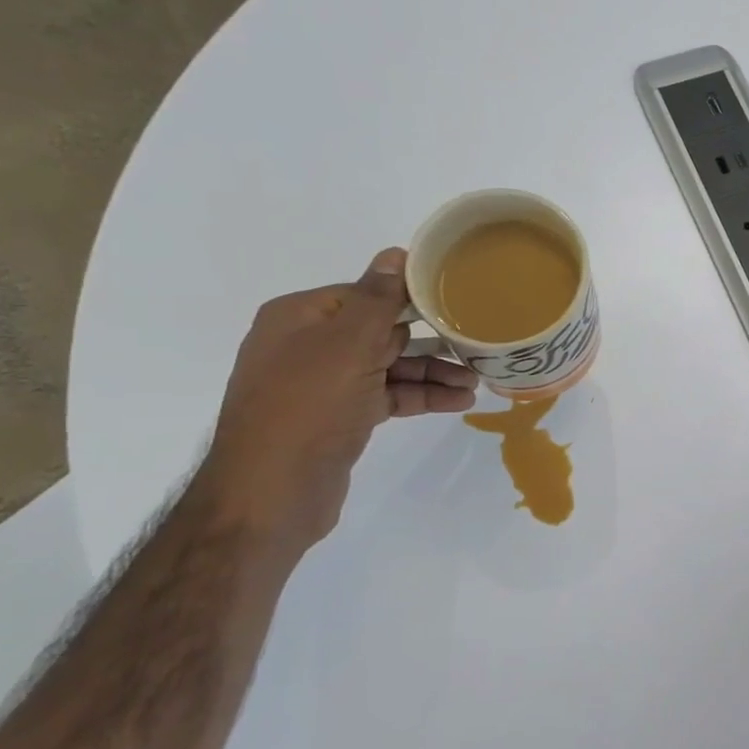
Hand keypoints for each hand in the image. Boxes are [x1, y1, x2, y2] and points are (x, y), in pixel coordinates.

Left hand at [196, 248, 478, 546]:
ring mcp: (325, 384)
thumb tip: (396, 253)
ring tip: (476, 382)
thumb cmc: (307, 409)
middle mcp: (310, 346)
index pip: (366, 294)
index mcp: (301, 317)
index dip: (411, 298)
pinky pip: (389, 396)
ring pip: (390, 367)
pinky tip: (458, 402)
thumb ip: (376, 300)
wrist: (271, 495)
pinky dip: (421, 397)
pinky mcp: (341, 418)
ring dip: (433, 372)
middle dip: (431, 340)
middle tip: (477, 345)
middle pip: (383, 331)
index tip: (457, 302)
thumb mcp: (346, 347)